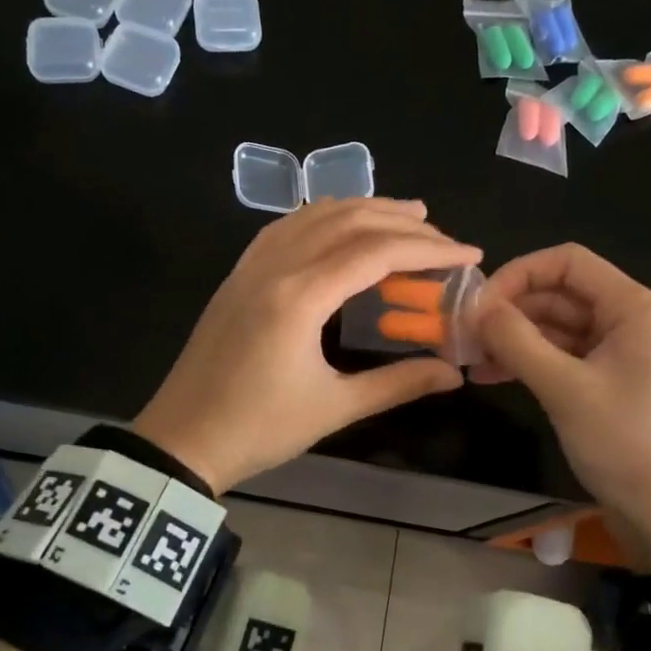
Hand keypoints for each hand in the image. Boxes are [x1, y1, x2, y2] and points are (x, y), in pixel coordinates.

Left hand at [133, 198, 481, 492]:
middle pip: (347, 221)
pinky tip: (338, 225)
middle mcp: (275, 267)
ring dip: (362, 210)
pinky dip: (321, 217)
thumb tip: (454, 374)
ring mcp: (250, 267)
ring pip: (313, 216)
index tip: (469, 253)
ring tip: (403, 216)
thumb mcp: (334, 408)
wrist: (181, 440)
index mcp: (300, 296)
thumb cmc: (258, 429)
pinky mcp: (237, 276)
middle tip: (441, 234)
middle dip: (401, 222)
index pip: (376, 252)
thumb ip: (398, 383)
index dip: (429, 248)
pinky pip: (284, 228)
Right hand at [471, 244, 650, 573]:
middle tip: (464, 336)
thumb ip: (517, 340)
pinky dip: (532, 362)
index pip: (569, 262)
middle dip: (511, 310)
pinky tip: (493, 376)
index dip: (518, 273)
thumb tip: (474, 306)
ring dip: (515, 339)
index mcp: (636, 309)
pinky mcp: (613, 384)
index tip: (478, 304)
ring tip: (471, 360)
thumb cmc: (627, 446)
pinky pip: (566, 358)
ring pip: (560, 328)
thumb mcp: (565, 389)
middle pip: (562, 295)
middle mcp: (633, 322)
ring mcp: (624, 355)